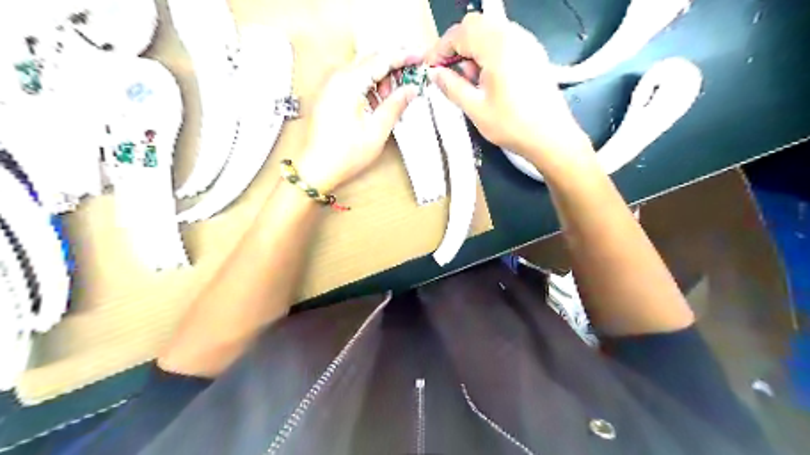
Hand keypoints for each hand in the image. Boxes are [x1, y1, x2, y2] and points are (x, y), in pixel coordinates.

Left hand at [298, 50, 424, 190]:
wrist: (317, 168)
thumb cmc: (344, 155)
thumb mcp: (377, 131)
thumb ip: (395, 105)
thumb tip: (410, 90)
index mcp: (348, 83)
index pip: (381, 59)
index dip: (403, 57)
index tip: (419, 58)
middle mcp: (336, 77)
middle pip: (371, 60)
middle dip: (392, 70)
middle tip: (408, 85)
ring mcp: (330, 84)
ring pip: (362, 70)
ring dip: (380, 80)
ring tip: (389, 103)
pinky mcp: (329, 94)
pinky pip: (353, 80)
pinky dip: (368, 87)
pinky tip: (375, 106)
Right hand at [427, 14, 591, 173]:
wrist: (551, 136)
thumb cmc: (512, 126)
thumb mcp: (475, 109)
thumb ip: (452, 87)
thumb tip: (434, 74)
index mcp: (497, 47)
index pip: (460, 33)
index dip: (440, 49)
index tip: (431, 68)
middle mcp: (513, 36)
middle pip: (475, 24)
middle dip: (456, 45)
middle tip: (449, 72)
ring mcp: (526, 42)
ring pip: (490, 29)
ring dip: (473, 47)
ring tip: (470, 79)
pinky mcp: (533, 52)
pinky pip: (504, 39)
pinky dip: (489, 51)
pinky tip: (488, 77)